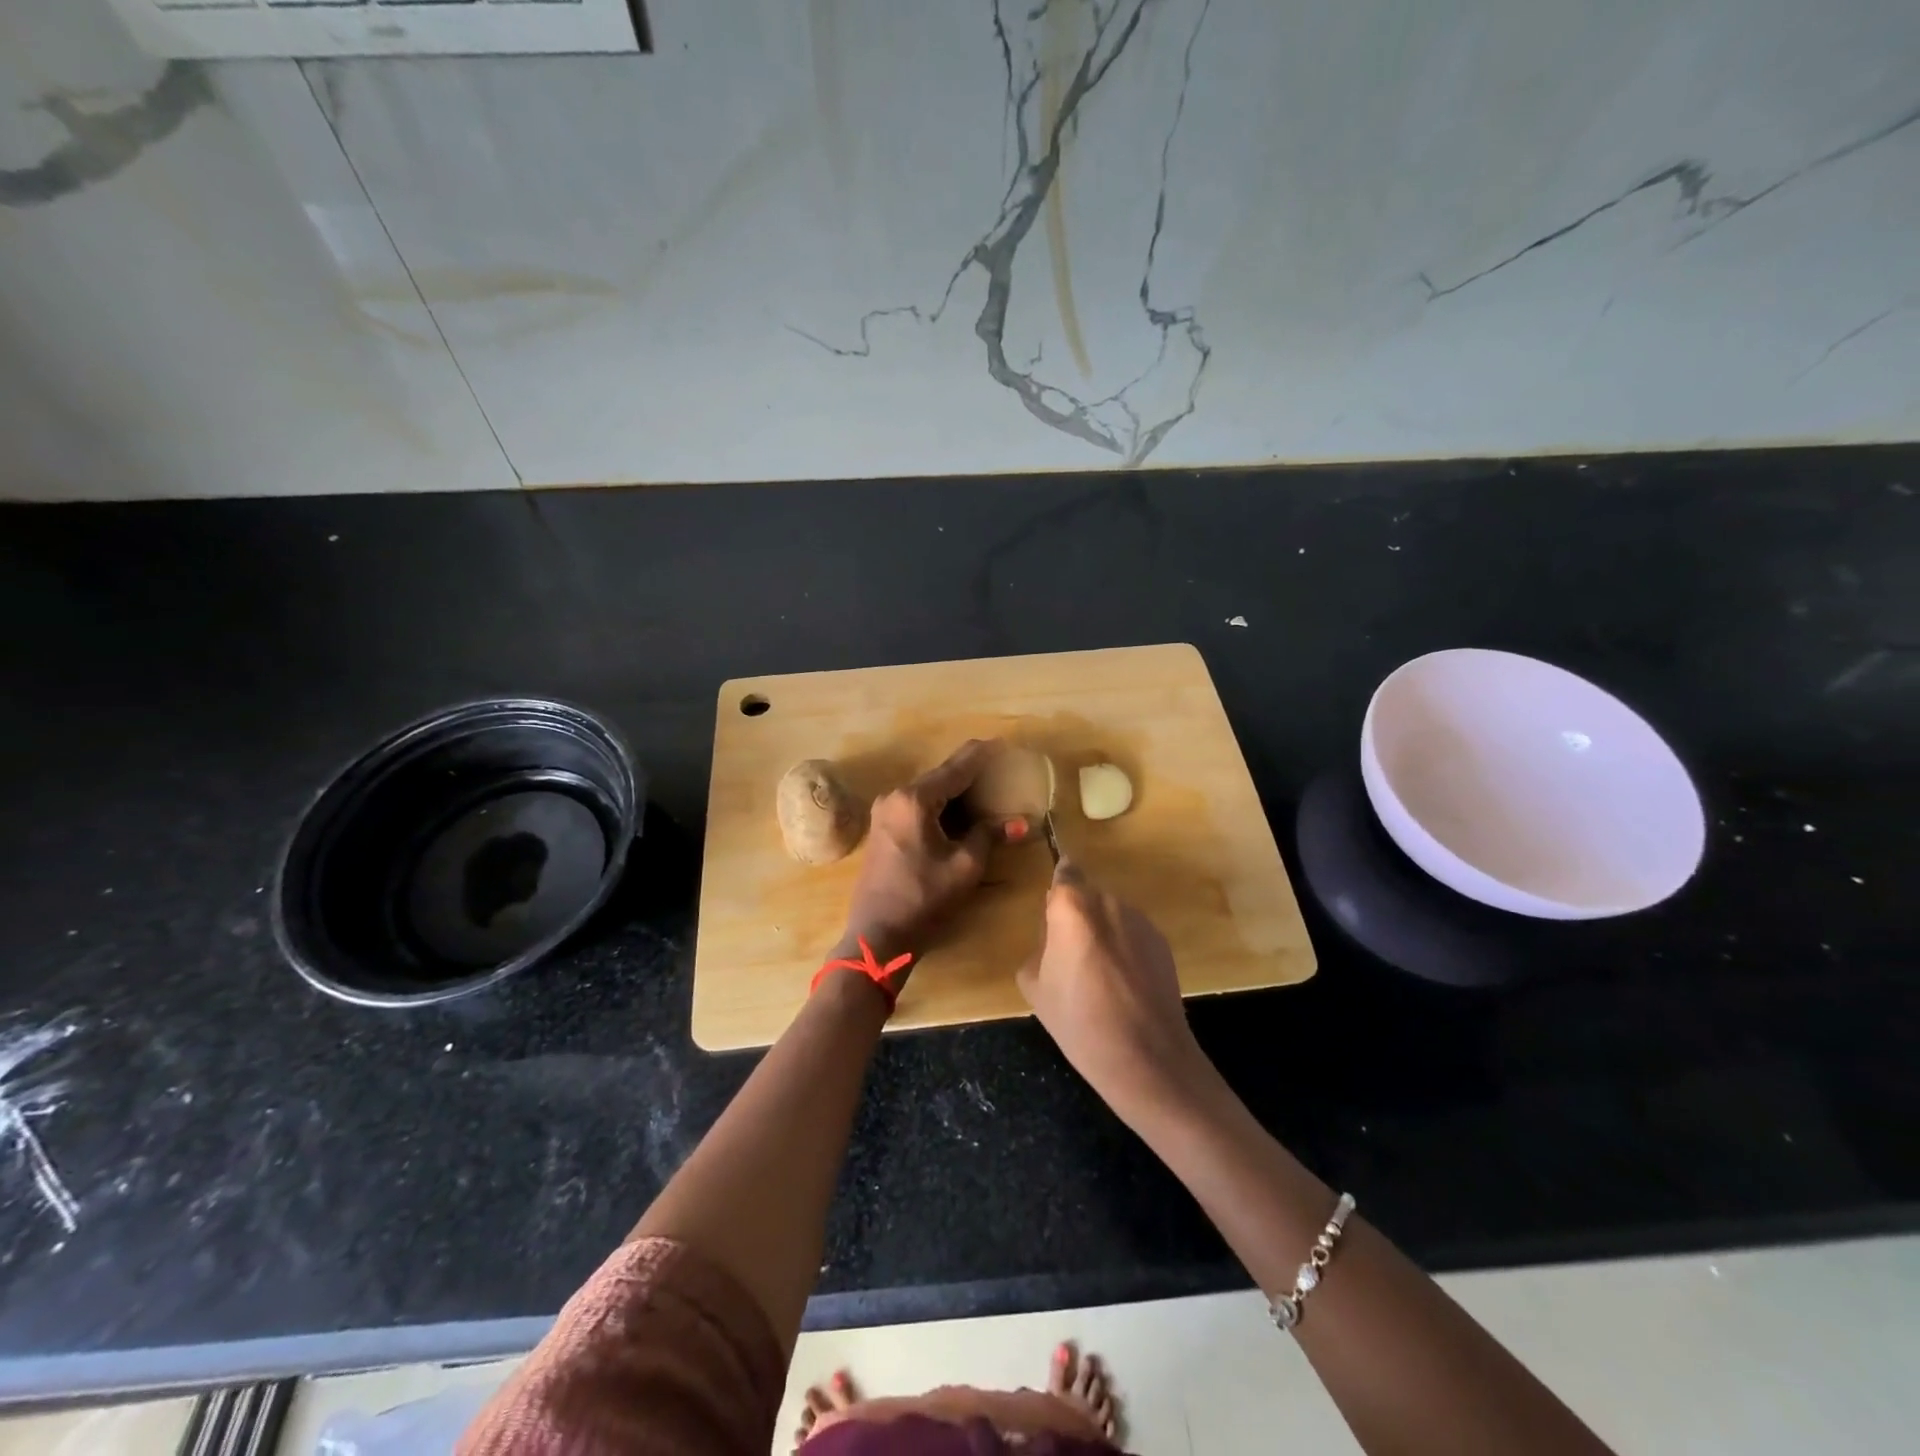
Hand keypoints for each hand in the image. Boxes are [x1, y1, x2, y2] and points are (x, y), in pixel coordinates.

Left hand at [836, 739, 1010, 981]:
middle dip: (971, 773)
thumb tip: (1021, 822)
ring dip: (956, 791)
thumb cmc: (923, 899)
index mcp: (915, 799)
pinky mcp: (882, 827)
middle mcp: (895, 796)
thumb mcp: (964, 867)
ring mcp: (885, 811)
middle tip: (1000, 770)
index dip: (983, 755)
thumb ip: (990, 836)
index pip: (957, 767)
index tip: (1004, 744)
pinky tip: (960, 812)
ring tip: (986, 790)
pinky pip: (917, 804)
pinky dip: (940, 804)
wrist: (876, 935)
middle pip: (940, 775)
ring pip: (928, 790)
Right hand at [1017, 859, 1210, 1125]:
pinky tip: (1124, 985)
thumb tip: (1054, 942)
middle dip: (1078, 916)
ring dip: (1103, 932)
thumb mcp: (1034, 985)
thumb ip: (1040, 947)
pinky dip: (1125, 948)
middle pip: (1087, 895)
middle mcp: (1108, 902)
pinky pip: (1133, 934)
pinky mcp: (1163, 942)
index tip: (1052, 911)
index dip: (1058, 887)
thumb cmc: (1079, 1021)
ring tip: (1099, 975)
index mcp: (1072, 907)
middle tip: (1070, 955)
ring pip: (1112, 915)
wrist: (1146, 1056)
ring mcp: (1140, 921)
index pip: (1064, 872)